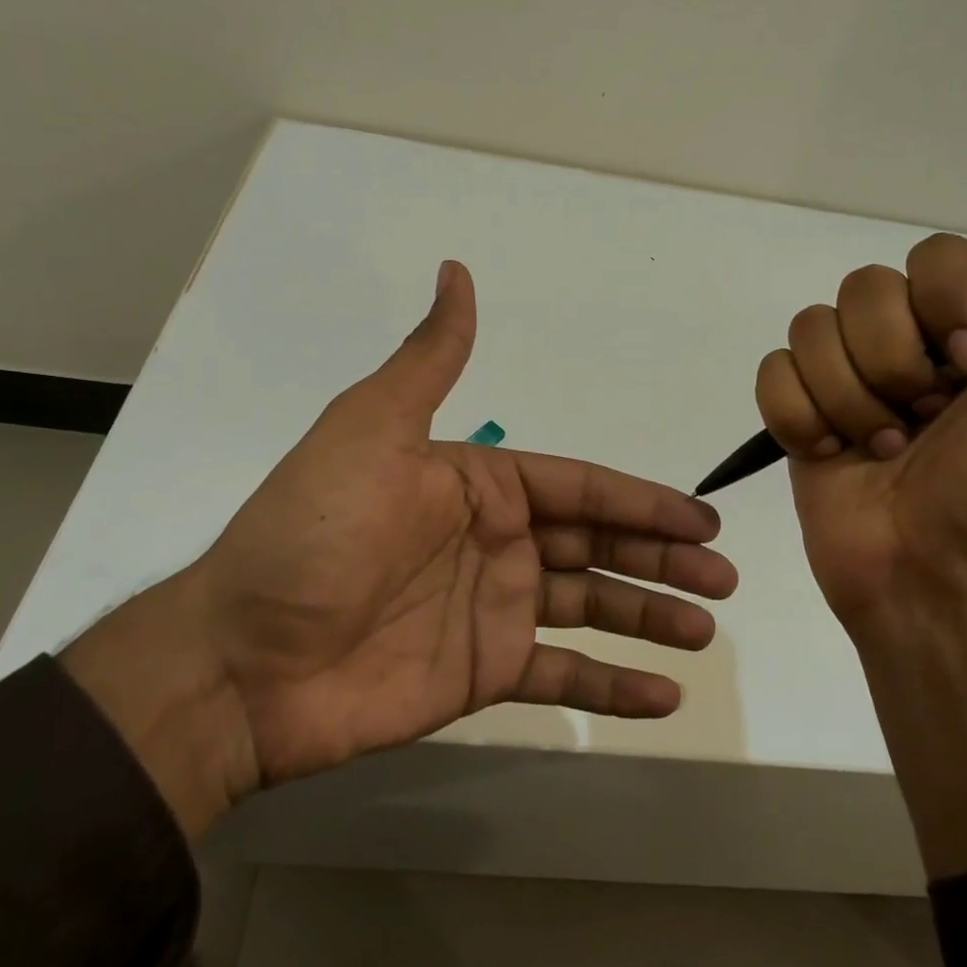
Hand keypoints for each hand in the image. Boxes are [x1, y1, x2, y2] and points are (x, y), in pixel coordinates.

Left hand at [69, 260, 736, 830]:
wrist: (243, 658)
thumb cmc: (315, 534)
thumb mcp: (373, 429)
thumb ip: (431, 359)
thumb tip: (457, 270)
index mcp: (480, 484)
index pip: (582, 489)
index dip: (644, 503)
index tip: (703, 522)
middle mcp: (496, 541)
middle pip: (599, 547)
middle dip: (663, 560)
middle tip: (723, 581)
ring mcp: (493, 610)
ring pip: (591, 608)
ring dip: (650, 617)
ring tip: (705, 631)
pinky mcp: (483, 673)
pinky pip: (561, 677)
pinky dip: (612, 687)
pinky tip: (664, 696)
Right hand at [754, 214, 966, 643]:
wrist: (948, 587)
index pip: (936, 257)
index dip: (944, 303)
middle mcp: (910, 348)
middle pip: (863, 287)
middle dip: (893, 360)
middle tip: (924, 423)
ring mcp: (848, 383)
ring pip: (812, 328)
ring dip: (849, 397)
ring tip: (881, 451)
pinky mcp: (800, 417)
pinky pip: (773, 372)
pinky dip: (799, 413)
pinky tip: (830, 451)